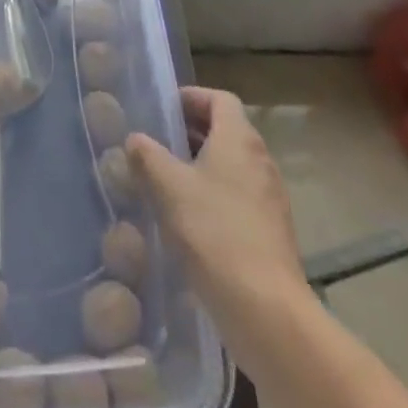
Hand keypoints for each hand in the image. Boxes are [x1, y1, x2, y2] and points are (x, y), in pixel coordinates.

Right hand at [125, 86, 316, 379]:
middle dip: (192, 133)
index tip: (164, 110)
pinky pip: (240, 197)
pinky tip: (190, 222)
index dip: (192, 98)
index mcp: (239, 138)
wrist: (266, 310)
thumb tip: (135, 139)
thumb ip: (147, 156)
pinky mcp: (272, 231)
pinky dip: (216, 196)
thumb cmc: (214, 233)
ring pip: (233, 165)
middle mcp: (260, 159)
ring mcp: (270, 197)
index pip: (219, 98)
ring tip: (168, 183)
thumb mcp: (168, 187)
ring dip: (202, 166)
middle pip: (226, 130)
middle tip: (159, 145)